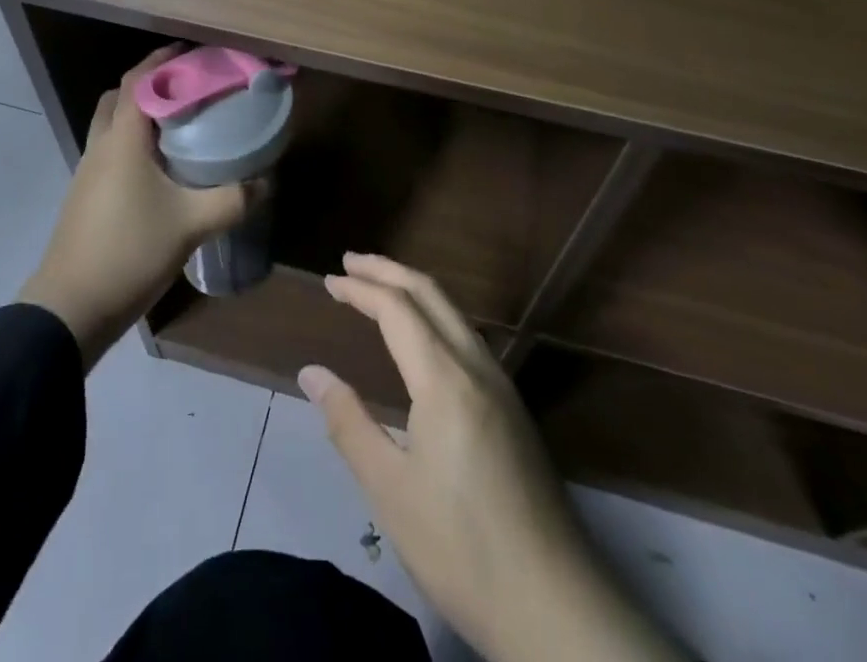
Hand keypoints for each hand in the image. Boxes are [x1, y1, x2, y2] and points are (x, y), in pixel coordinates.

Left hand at [19, 47, 259, 368]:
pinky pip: (111, 150)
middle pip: (121, 96)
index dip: (165, 60)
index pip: (139, 80)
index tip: (197, 54)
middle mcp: (101, 145)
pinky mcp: (86, 195)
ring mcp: (88, 171)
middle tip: (190, 88)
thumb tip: (266, 182)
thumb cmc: (130, 251)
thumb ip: (233, 199)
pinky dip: (133, 141)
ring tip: (182, 123)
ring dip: (141, 113)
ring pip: (112, 124)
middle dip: (153, 83)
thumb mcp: (192, 224)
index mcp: (122, 139)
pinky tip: (161, 166)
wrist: (71, 308)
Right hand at [300, 255, 681, 661]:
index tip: (329, 280)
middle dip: (388, 270)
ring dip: (414, 289)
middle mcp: (477, 366)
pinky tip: (422, 336)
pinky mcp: (513, 408)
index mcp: (445, 379)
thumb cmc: (460, 547)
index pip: (398, 309)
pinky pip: (467, 336)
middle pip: (431, 294)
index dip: (361, 289)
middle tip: (350, 262)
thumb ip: (349, 423)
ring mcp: (502, 384)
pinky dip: (434, 315)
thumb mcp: (390, 490)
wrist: (554, 604)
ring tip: (380, 288)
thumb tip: (312, 373)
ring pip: (454, 312)